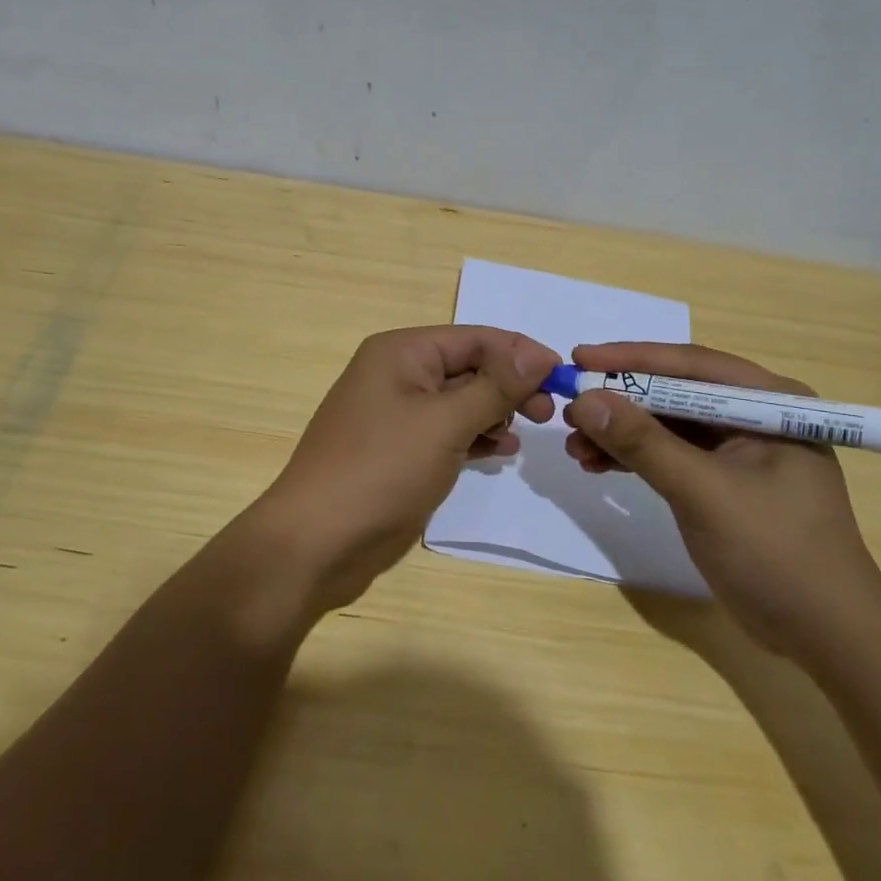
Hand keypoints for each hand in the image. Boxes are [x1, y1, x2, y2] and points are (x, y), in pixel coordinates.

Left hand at [249, 326, 557, 614]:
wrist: (317, 542)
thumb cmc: (381, 470)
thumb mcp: (444, 422)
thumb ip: (495, 386)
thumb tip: (539, 353)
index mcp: (401, 352)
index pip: (474, 338)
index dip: (520, 354)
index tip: (563, 379)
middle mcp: (397, 375)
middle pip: (469, 367)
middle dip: (509, 386)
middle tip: (546, 415)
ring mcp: (397, 416)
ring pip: (460, 402)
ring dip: (494, 413)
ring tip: (523, 435)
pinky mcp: (400, 452)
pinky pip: (448, 432)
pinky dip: (475, 437)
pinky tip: (500, 452)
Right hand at [562, 342, 880, 660]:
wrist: (824, 634)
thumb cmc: (775, 552)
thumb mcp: (703, 491)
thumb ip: (643, 443)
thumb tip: (585, 400)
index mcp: (769, 402)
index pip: (690, 366)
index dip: (630, 360)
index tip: (578, 357)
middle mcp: (755, 416)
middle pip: (675, 394)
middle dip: (620, 403)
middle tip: (568, 411)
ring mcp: (740, 451)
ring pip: (667, 427)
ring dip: (621, 434)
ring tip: (574, 447)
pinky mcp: (724, 483)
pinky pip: (671, 457)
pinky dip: (634, 460)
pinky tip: (597, 466)